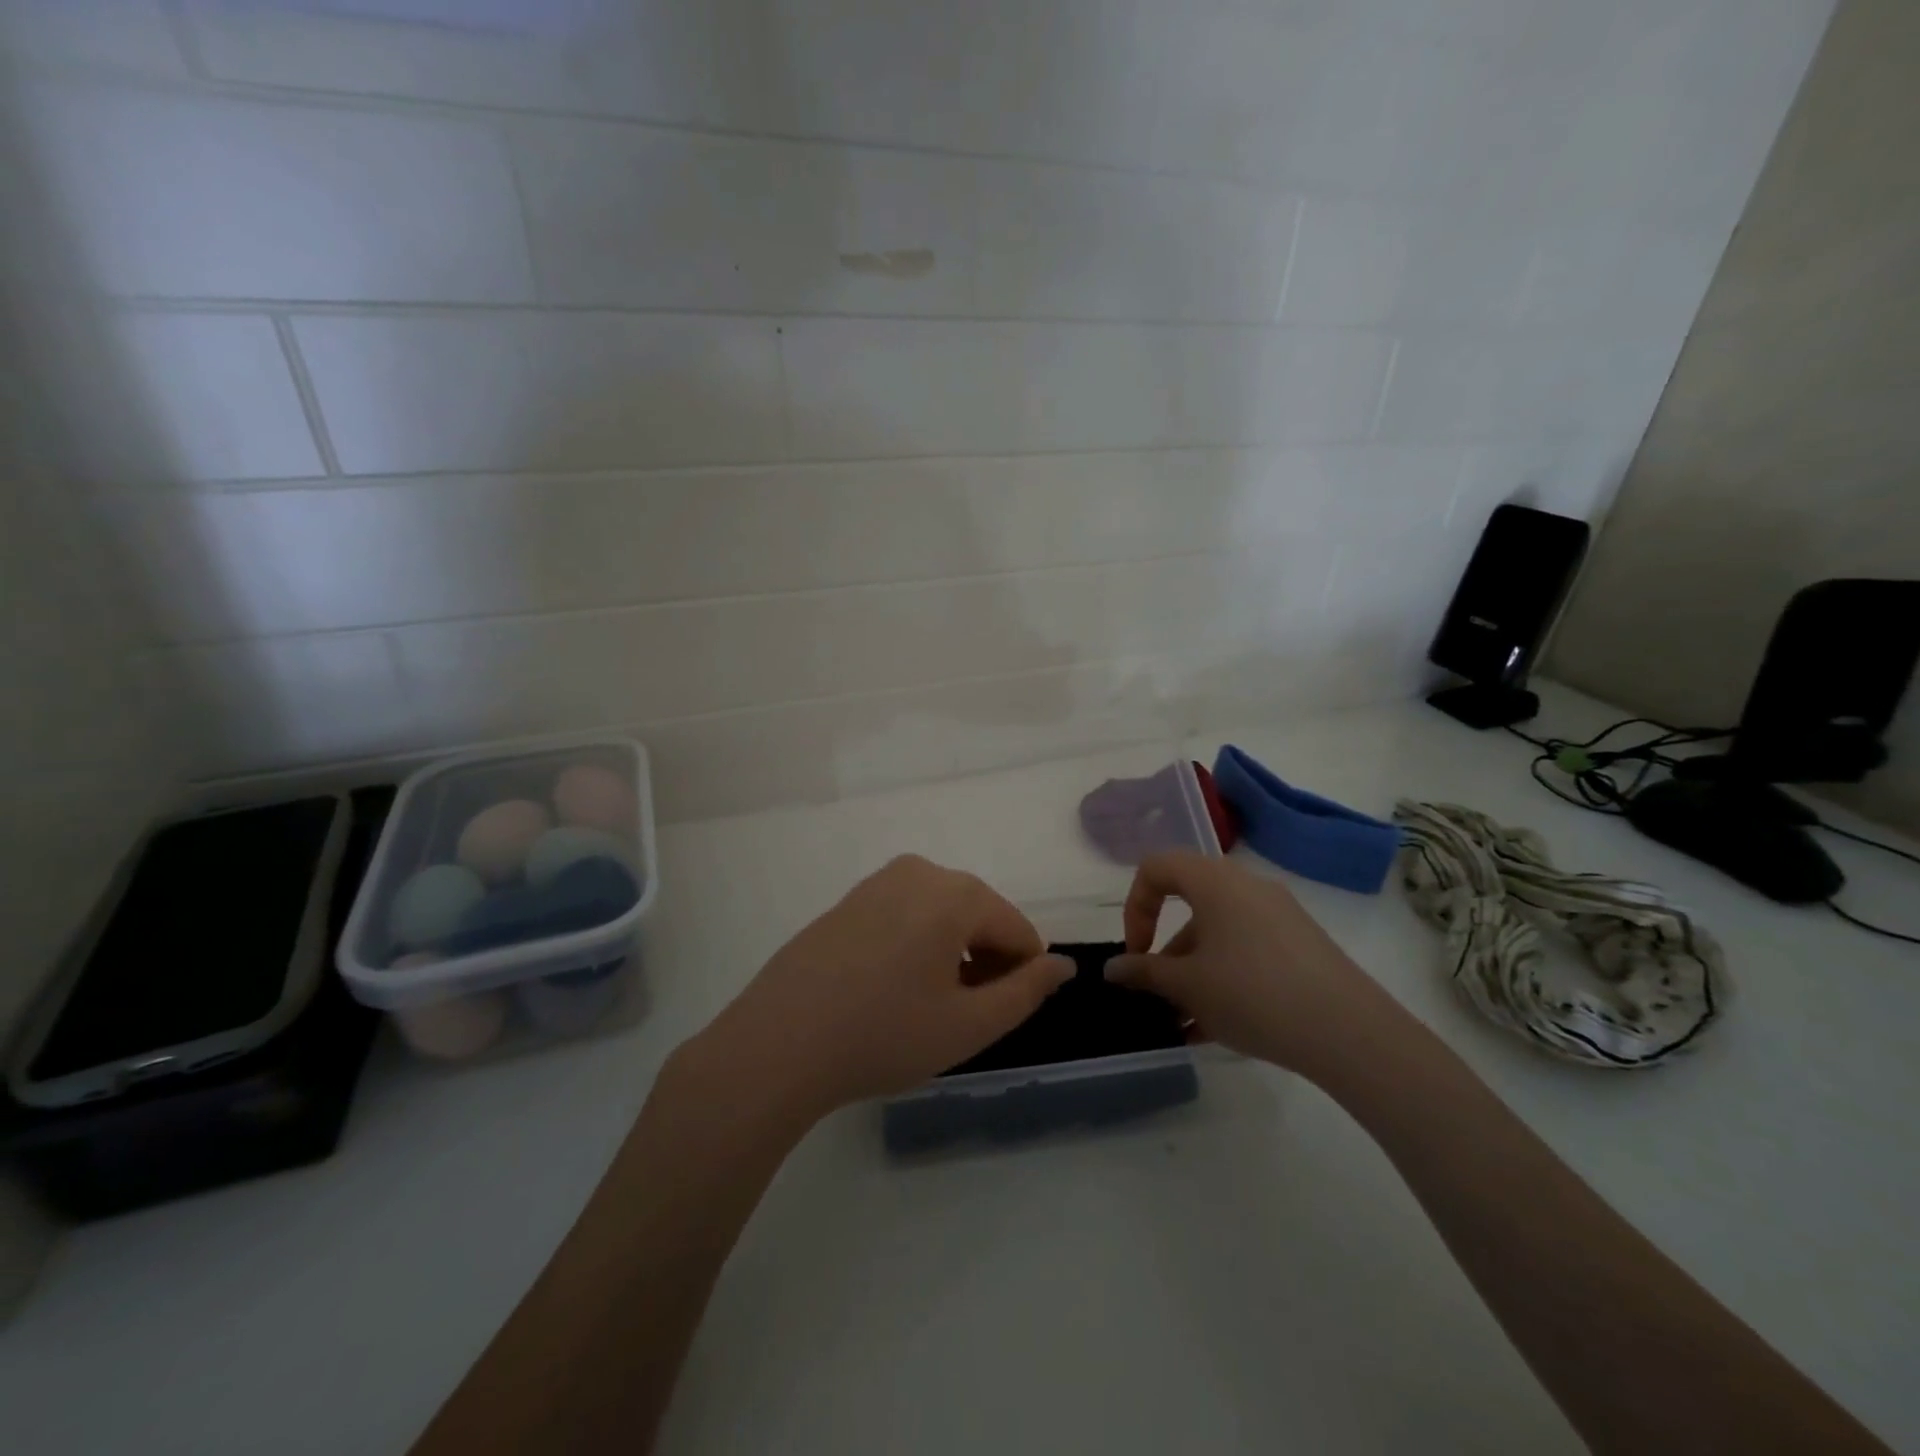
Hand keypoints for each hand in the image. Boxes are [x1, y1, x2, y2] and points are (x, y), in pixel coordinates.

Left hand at [688, 855, 1073, 1121]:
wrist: (778, 1042)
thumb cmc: (883, 1035)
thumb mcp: (968, 1025)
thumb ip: (1027, 991)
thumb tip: (1064, 965)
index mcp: (955, 892)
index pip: (1018, 931)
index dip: (1022, 976)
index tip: (999, 1017)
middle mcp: (920, 871)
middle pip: (980, 916)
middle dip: (986, 962)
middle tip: (962, 1018)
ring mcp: (878, 881)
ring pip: (942, 914)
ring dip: (952, 954)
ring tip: (929, 1007)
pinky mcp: (850, 899)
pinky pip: (906, 914)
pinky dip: (917, 945)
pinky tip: (893, 989)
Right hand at [1104, 851, 1382, 1078]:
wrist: (1350, 1032)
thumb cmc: (1252, 993)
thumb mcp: (1188, 985)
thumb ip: (1144, 972)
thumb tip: (1114, 968)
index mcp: (1214, 881)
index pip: (1156, 868)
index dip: (1135, 907)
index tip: (1136, 953)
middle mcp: (1246, 886)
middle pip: (1189, 905)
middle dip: (1166, 951)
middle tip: (1159, 992)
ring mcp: (1278, 915)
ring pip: (1219, 934)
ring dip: (1194, 972)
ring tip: (1185, 1024)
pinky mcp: (1301, 945)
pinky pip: (1247, 951)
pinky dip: (1224, 978)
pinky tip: (1216, 1028)